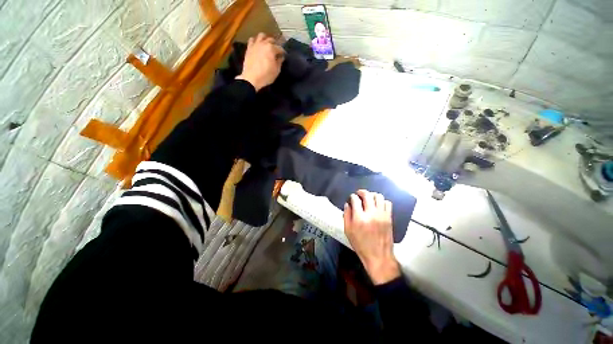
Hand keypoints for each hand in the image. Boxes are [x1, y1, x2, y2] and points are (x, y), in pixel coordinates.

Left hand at [236, 33, 284, 91]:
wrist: (251, 78)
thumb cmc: (266, 75)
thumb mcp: (276, 71)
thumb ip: (279, 62)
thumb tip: (281, 57)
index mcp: (272, 49)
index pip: (280, 48)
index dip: (283, 52)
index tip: (284, 56)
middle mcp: (264, 43)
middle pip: (271, 39)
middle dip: (275, 44)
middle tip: (276, 50)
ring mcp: (255, 44)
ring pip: (261, 35)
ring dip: (265, 38)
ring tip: (267, 44)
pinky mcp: (249, 48)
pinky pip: (252, 39)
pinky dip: (256, 40)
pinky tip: (257, 45)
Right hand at [344, 190, 400, 284]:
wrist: (379, 257)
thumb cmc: (361, 245)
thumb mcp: (348, 231)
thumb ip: (346, 216)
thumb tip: (347, 204)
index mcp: (359, 218)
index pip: (355, 199)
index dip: (352, 196)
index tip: (351, 197)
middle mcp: (371, 213)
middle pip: (367, 195)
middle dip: (361, 192)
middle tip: (359, 194)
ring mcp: (382, 215)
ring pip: (378, 196)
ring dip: (372, 195)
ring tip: (369, 198)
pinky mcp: (389, 218)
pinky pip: (387, 203)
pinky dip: (382, 201)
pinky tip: (378, 205)